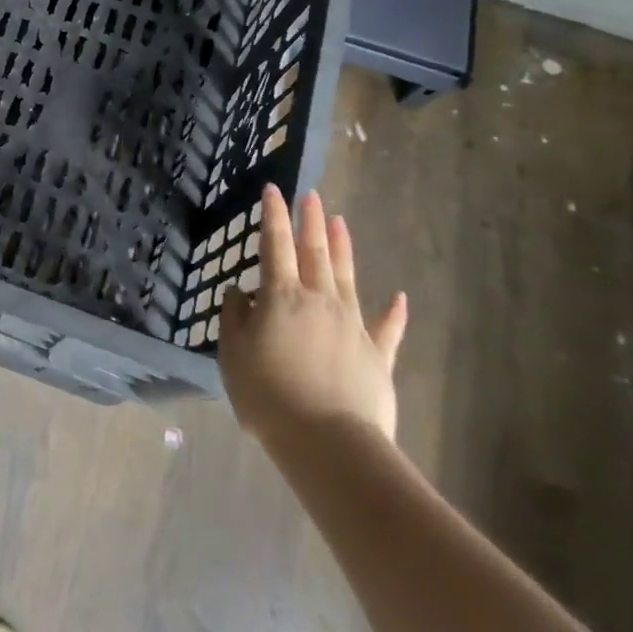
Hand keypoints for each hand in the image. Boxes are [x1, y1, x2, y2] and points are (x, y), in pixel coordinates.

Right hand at [219, 184, 407, 449]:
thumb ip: (234, 318)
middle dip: (310, 221)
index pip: (275, 244)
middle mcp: (319, 300)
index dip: (273, 215)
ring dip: (343, 248)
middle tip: (311, 196)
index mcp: (282, 297)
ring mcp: (352, 326)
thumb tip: (241, 294)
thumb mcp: (232, 354)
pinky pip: (387, 328)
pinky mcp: (377, 356)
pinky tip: (399, 296)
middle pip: (315, 252)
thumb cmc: (269, 395)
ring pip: (347, 277)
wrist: (328, 442)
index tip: (274, 188)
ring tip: (340, 221)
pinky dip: (393, 312)